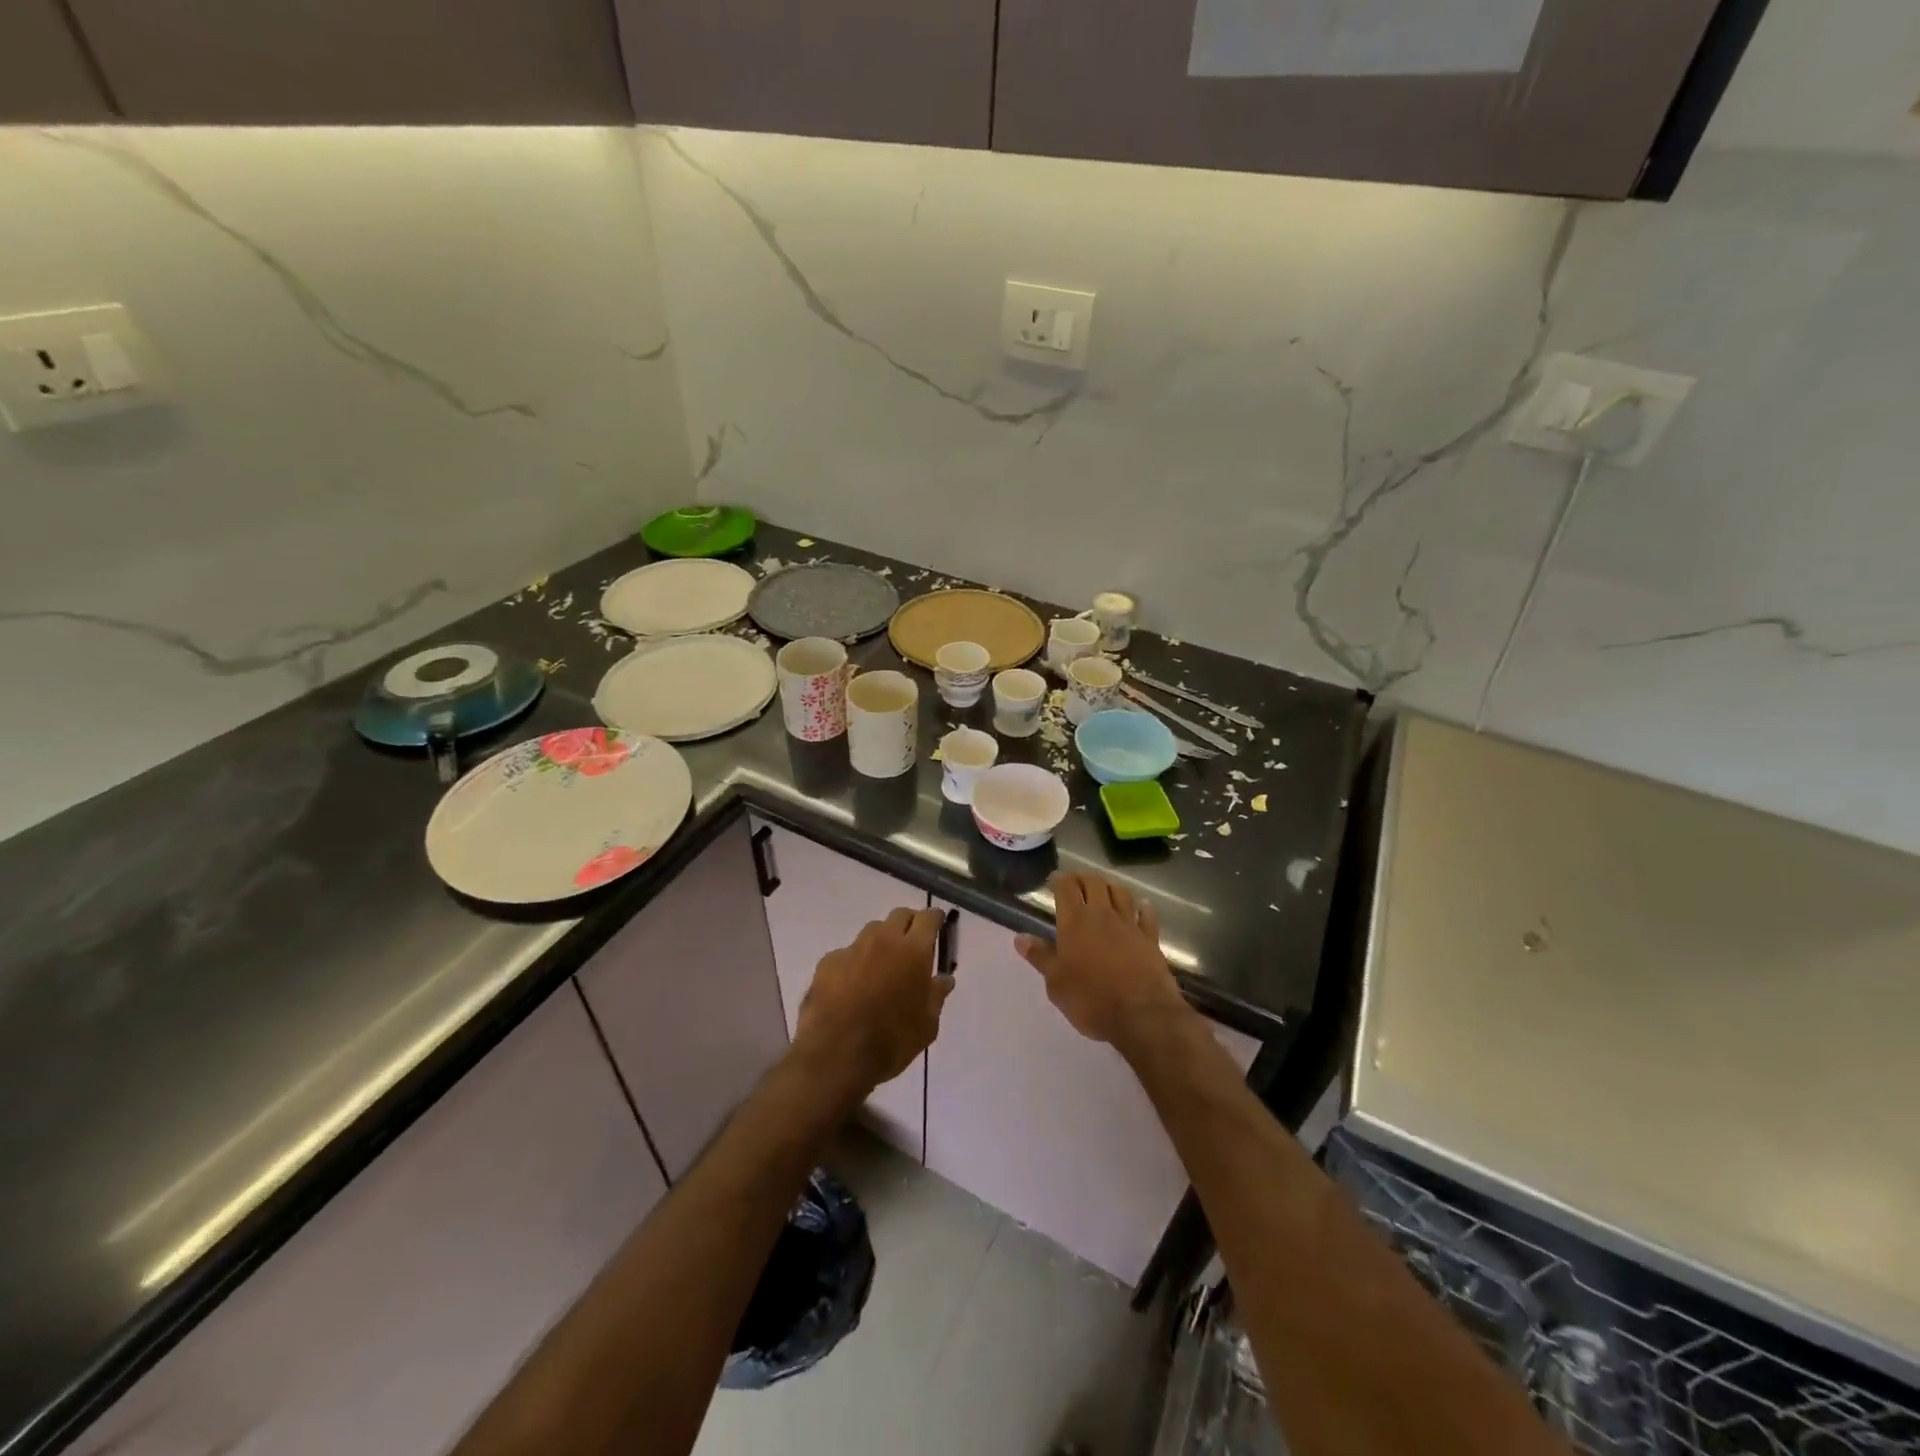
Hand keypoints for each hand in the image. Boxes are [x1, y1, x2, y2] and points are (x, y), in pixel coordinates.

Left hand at [794, 907, 952, 1095]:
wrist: (835, 1056)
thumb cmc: (891, 1041)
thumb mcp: (926, 1026)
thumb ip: (936, 996)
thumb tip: (944, 980)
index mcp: (913, 951)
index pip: (928, 917)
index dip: (934, 918)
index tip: (938, 924)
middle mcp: (883, 940)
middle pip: (899, 915)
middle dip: (909, 924)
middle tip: (912, 945)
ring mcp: (853, 949)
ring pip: (872, 931)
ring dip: (882, 941)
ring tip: (882, 966)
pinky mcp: (827, 962)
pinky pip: (847, 953)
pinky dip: (855, 963)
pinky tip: (852, 986)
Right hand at [1016, 872, 1195, 1054]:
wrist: (1141, 1014)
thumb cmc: (1091, 999)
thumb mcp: (1056, 983)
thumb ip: (1040, 957)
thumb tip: (1021, 937)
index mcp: (1075, 922)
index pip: (1066, 887)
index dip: (1059, 879)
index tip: (1054, 880)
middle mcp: (1102, 915)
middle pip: (1094, 883)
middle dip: (1083, 878)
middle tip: (1076, 882)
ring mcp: (1129, 925)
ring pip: (1120, 893)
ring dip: (1110, 886)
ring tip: (1104, 888)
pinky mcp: (1150, 938)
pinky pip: (1146, 915)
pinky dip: (1142, 907)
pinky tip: (1142, 906)